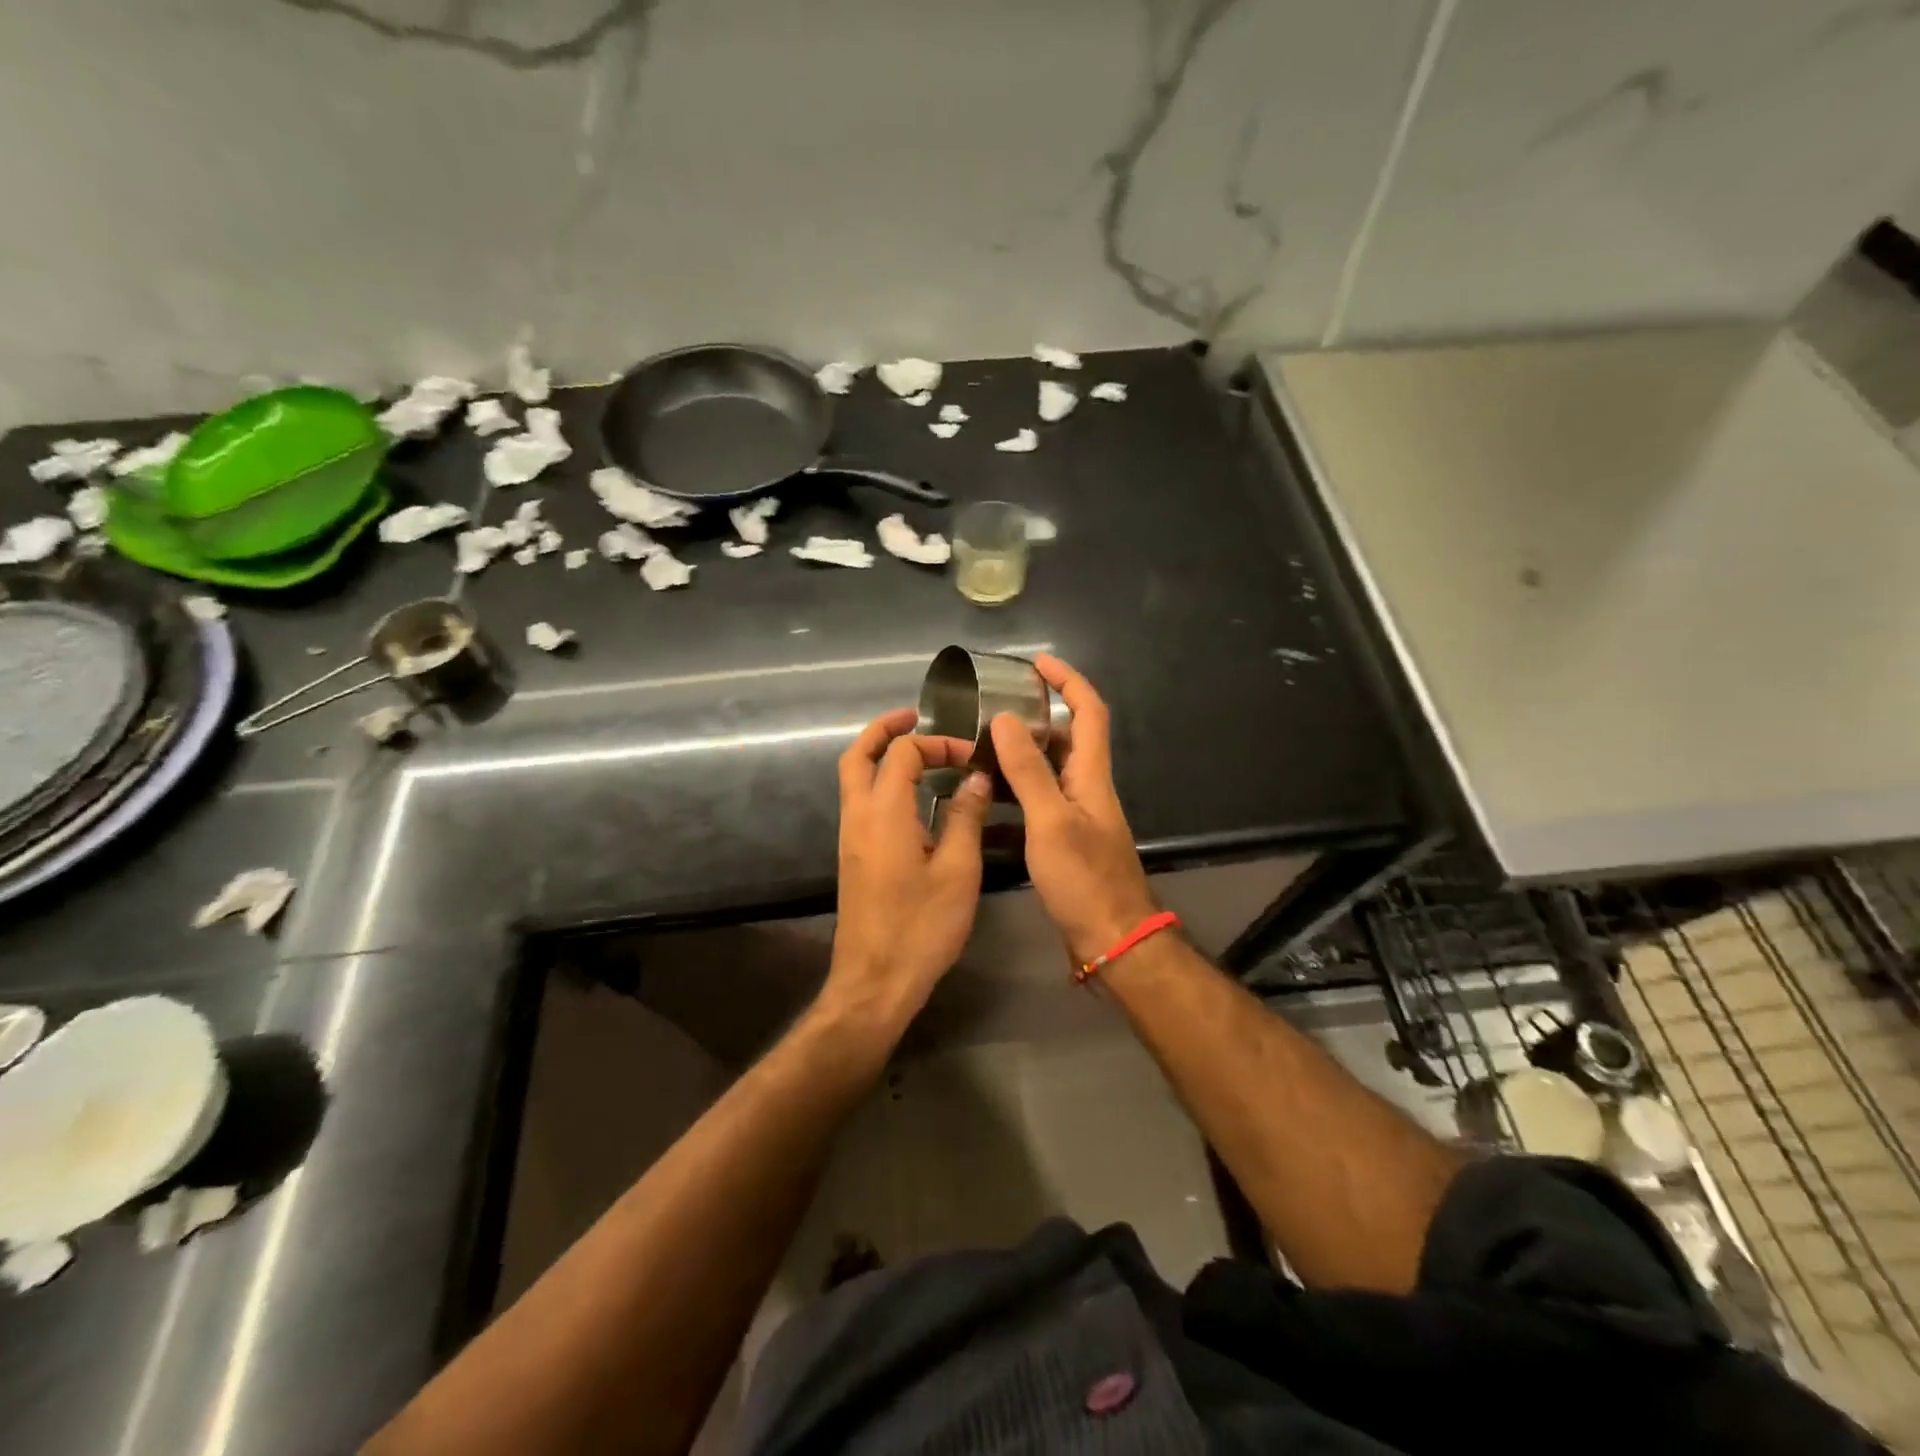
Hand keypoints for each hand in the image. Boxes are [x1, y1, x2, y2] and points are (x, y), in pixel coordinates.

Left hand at [825, 708, 992, 1029]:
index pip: (902, 753)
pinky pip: (861, 801)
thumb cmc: (922, 927)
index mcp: (883, 813)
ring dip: (881, 756)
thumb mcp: (957, 870)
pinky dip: (882, 782)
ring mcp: (850, 837)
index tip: (971, 758)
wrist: (875, 981)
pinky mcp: (853, 856)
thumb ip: (965, 817)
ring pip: (854, 778)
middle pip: (857, 754)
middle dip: (885, 730)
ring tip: (921, 753)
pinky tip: (916, 797)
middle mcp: (857, 817)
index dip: (937, 744)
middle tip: (917, 718)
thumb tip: (976, 778)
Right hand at [989, 655, 1157, 964]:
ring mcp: (1075, 816)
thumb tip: (1008, 720)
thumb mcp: (1051, 821)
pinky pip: (1033, 807)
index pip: (1089, 711)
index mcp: (1091, 775)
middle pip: (1065, 738)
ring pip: (1045, 773)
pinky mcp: (1062, 842)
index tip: (1037, 662)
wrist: (1110, 939)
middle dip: (1034, 716)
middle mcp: (1086, 788)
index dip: (1068, 680)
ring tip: (976, 750)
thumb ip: (1029, 771)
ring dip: (1016, 758)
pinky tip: (980, 805)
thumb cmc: (1084, 879)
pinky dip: (1009, 799)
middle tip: (992, 709)